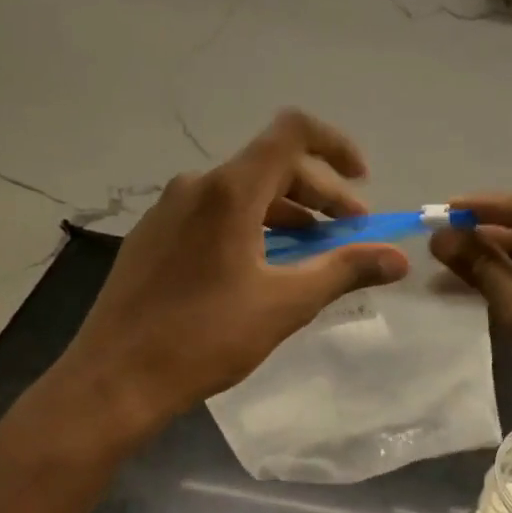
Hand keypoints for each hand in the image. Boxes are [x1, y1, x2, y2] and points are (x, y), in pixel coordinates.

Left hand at [56, 110, 410, 431]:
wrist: (113, 380)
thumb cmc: (204, 338)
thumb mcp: (285, 304)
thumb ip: (345, 271)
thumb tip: (398, 259)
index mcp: (230, 191)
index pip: (292, 132)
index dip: (336, 146)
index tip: (362, 181)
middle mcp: (197, 185)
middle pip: (272, 165)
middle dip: (320, 194)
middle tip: (350, 234)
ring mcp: (169, 209)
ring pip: (243, 192)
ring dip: (287, 213)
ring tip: (313, 252)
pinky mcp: (153, 235)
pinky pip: (214, 213)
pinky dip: (252, 225)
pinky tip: (262, 266)